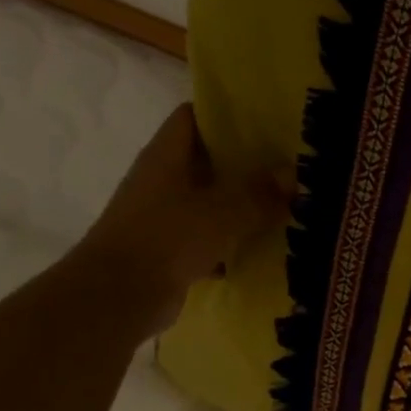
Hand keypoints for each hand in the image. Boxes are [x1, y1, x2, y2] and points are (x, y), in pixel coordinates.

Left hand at [73, 103, 289, 335]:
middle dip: (244, 162)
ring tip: (285, 204)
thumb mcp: (223, 212)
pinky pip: (207, 238)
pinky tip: (262, 248)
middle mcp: (161, 181)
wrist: (117, 298)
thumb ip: (260, 193)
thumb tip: (292, 175)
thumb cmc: (167, 239)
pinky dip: (231, 242)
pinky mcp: (168, 251)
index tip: (264, 119)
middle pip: (205, 160)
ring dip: (240, 205)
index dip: (224, 113)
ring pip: (209, 201)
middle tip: (287, 163)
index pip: (192, 117)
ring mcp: (162, 217)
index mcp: (166, 156)